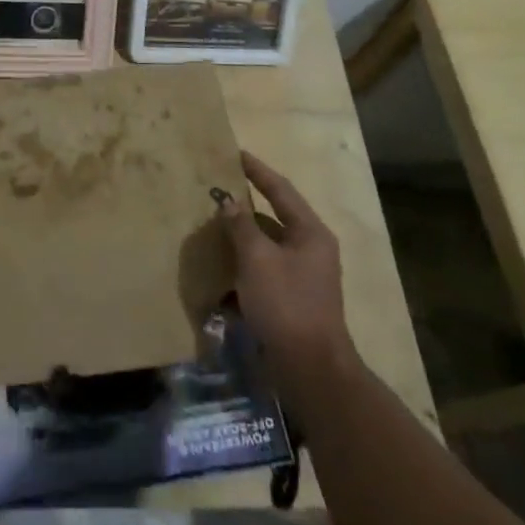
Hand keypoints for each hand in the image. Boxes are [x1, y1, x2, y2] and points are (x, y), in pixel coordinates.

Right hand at [219, 152, 355, 384]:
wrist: (310, 370)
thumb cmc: (286, 304)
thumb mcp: (257, 259)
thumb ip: (241, 226)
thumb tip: (230, 202)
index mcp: (310, 233)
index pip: (280, 190)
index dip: (257, 171)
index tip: (236, 154)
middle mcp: (311, 250)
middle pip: (274, 217)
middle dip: (246, 207)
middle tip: (219, 191)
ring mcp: (303, 277)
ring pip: (267, 247)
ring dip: (242, 239)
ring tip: (214, 228)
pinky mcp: (292, 301)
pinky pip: (264, 273)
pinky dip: (244, 269)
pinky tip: (220, 272)